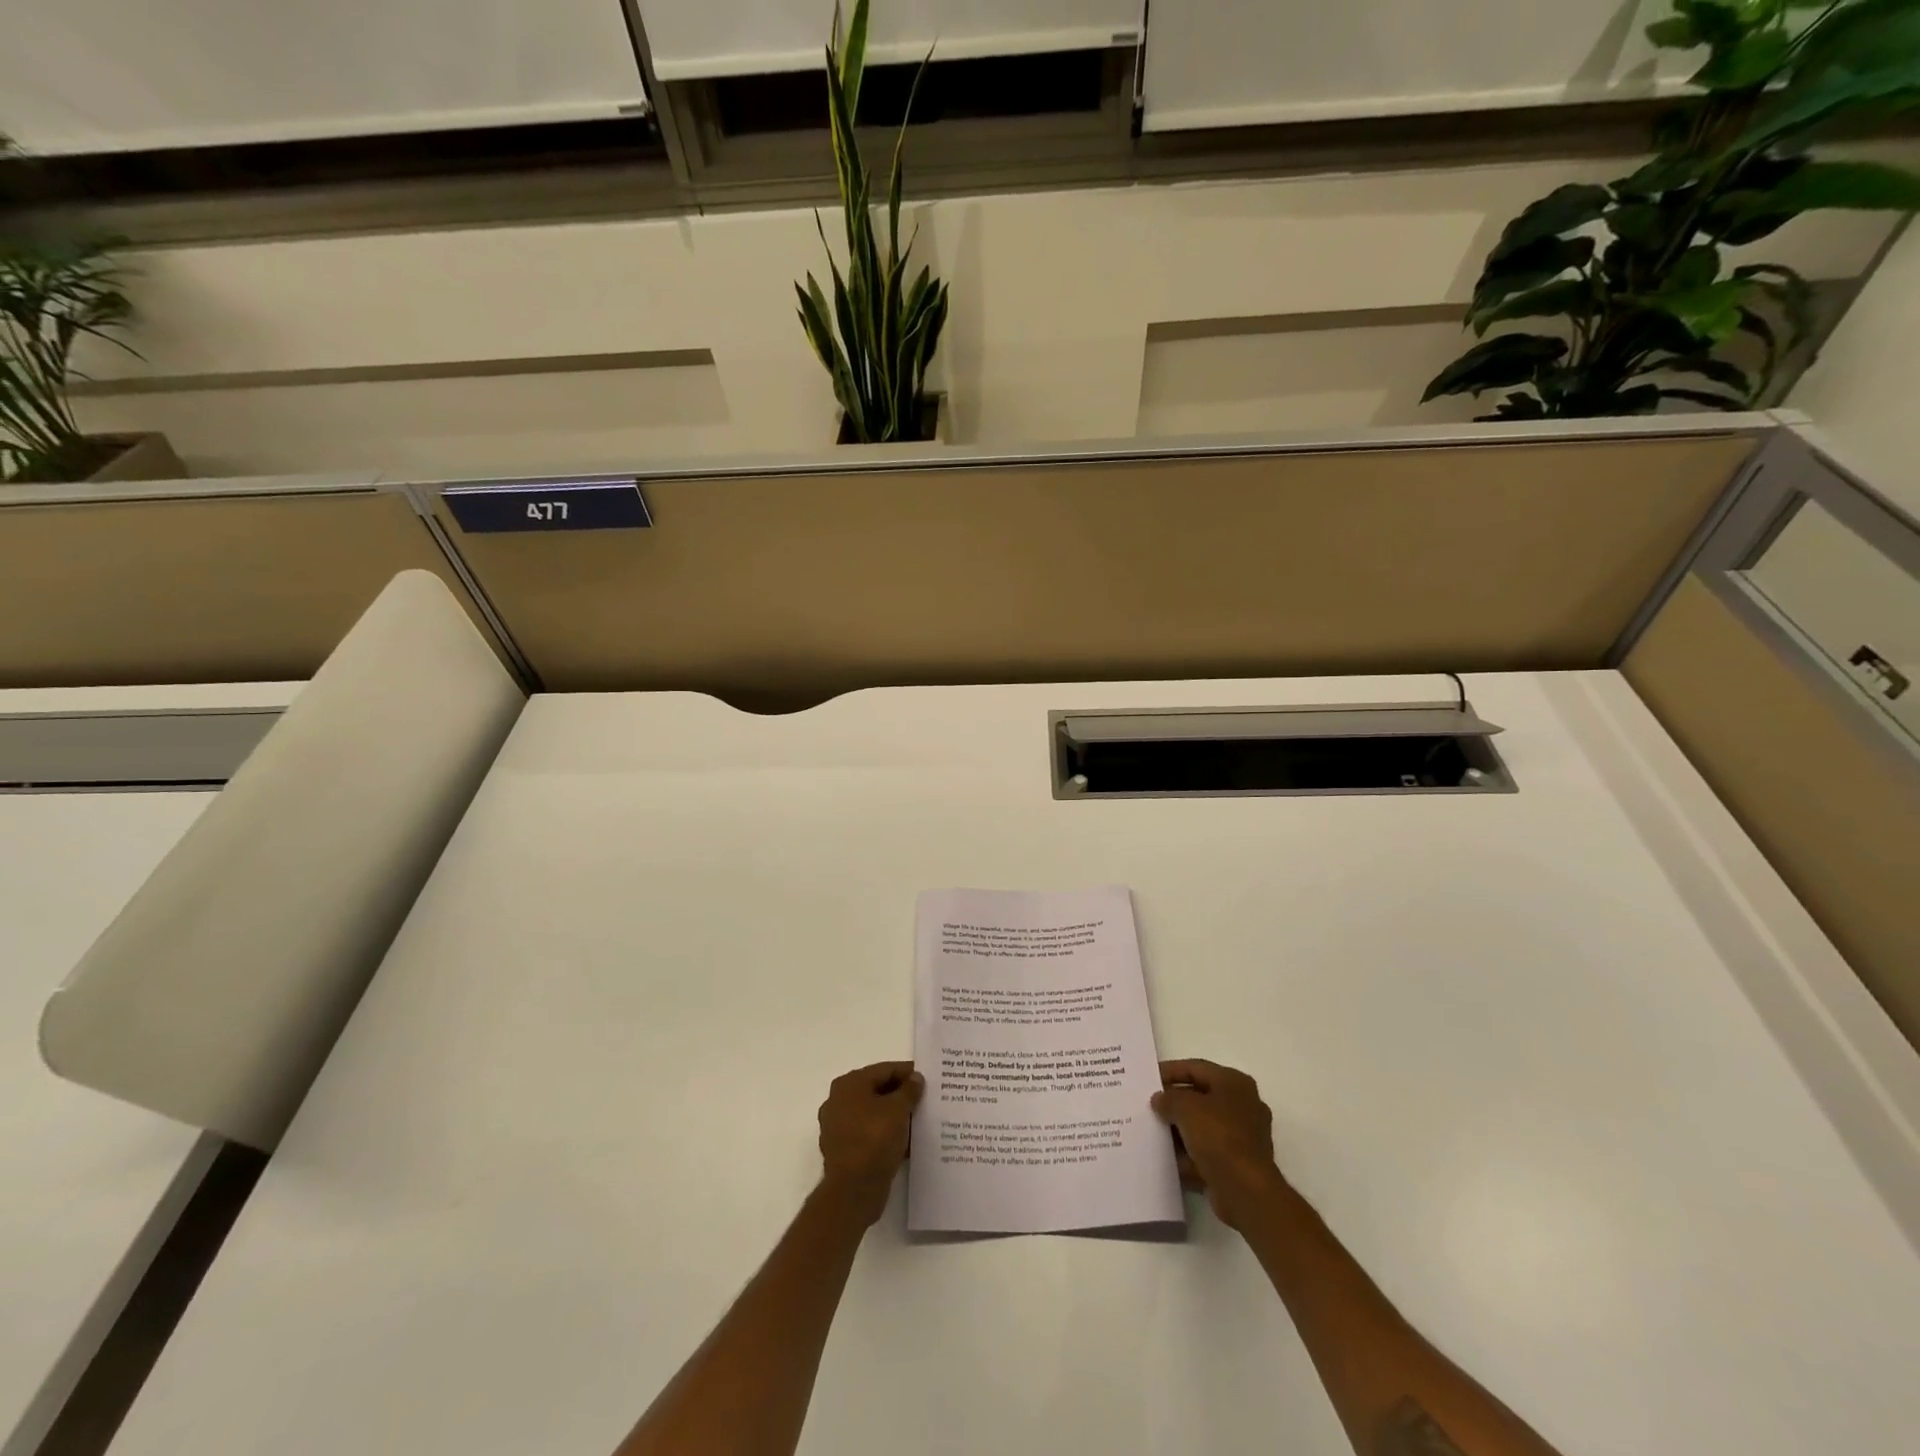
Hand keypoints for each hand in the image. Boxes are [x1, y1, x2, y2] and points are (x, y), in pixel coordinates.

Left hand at [816, 1061, 923, 1225]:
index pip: (884, 1070)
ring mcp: (838, 1127)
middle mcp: (839, 1101)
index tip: (929, 1079)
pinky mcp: (844, 1150)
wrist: (853, 1192)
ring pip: (874, 1114)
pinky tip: (906, 1142)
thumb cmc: (874, 1140)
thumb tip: (916, 1078)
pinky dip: (886, 1135)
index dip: (908, 1073)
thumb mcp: (898, 1110)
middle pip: (877, 1091)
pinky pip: (870, 1134)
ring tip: (919, 1121)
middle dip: (902, 1096)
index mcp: (849, 1084)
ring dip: (895, 1117)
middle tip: (926, 1099)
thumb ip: (909, 1090)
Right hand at [1152, 1059, 1283, 1229]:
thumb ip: (1168, 1098)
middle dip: (1175, 1102)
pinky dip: (1189, 1155)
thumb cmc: (1218, 1137)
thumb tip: (1160, 1100)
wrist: (1246, 1191)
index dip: (1170, 1071)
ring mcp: (1243, 1137)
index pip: (1196, 1068)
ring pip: (1203, 1127)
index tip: (1149, 1078)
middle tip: (1150, 1106)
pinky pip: (1208, 1152)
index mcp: (1235, 1083)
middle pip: (1201, 1097)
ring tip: (1153, 1132)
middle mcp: (1243, 1106)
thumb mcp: (1185, 1107)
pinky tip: (1168, 1159)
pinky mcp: (1238, 1164)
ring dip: (1180, 1130)